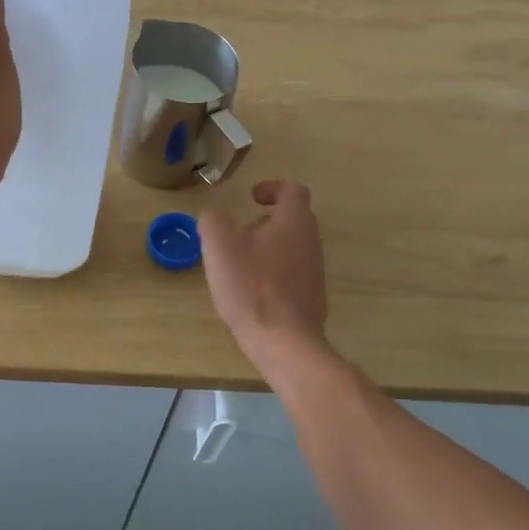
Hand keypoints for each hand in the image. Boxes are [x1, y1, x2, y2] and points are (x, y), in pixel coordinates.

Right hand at [201, 180, 328, 354]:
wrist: (284, 342)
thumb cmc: (251, 287)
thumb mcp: (219, 248)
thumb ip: (213, 222)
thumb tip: (214, 215)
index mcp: (293, 221)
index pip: (293, 189)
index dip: (272, 188)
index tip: (251, 199)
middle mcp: (311, 241)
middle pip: (293, 218)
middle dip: (265, 221)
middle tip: (239, 236)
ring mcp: (316, 270)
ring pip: (292, 246)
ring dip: (268, 248)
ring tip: (240, 267)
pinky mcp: (313, 296)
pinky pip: (293, 272)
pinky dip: (274, 273)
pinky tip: (253, 293)